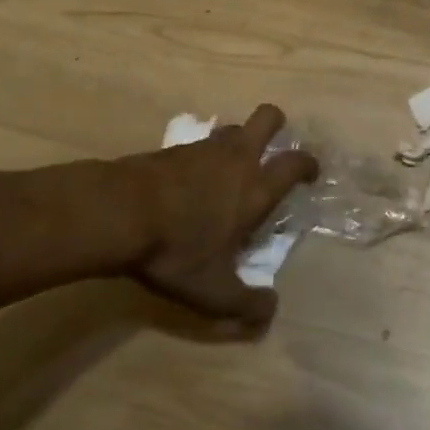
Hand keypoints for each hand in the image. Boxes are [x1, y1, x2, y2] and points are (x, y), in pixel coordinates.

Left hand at [85, 104, 317, 326]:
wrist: (118, 212)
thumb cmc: (176, 249)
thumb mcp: (212, 292)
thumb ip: (245, 304)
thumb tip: (270, 311)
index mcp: (255, 188)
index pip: (294, 163)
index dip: (308, 164)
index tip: (310, 172)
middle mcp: (236, 159)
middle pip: (267, 118)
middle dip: (277, 123)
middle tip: (275, 143)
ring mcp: (203, 148)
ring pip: (232, 129)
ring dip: (237, 141)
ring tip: (229, 167)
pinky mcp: (172, 149)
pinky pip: (199, 144)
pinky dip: (202, 156)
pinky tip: (189, 180)